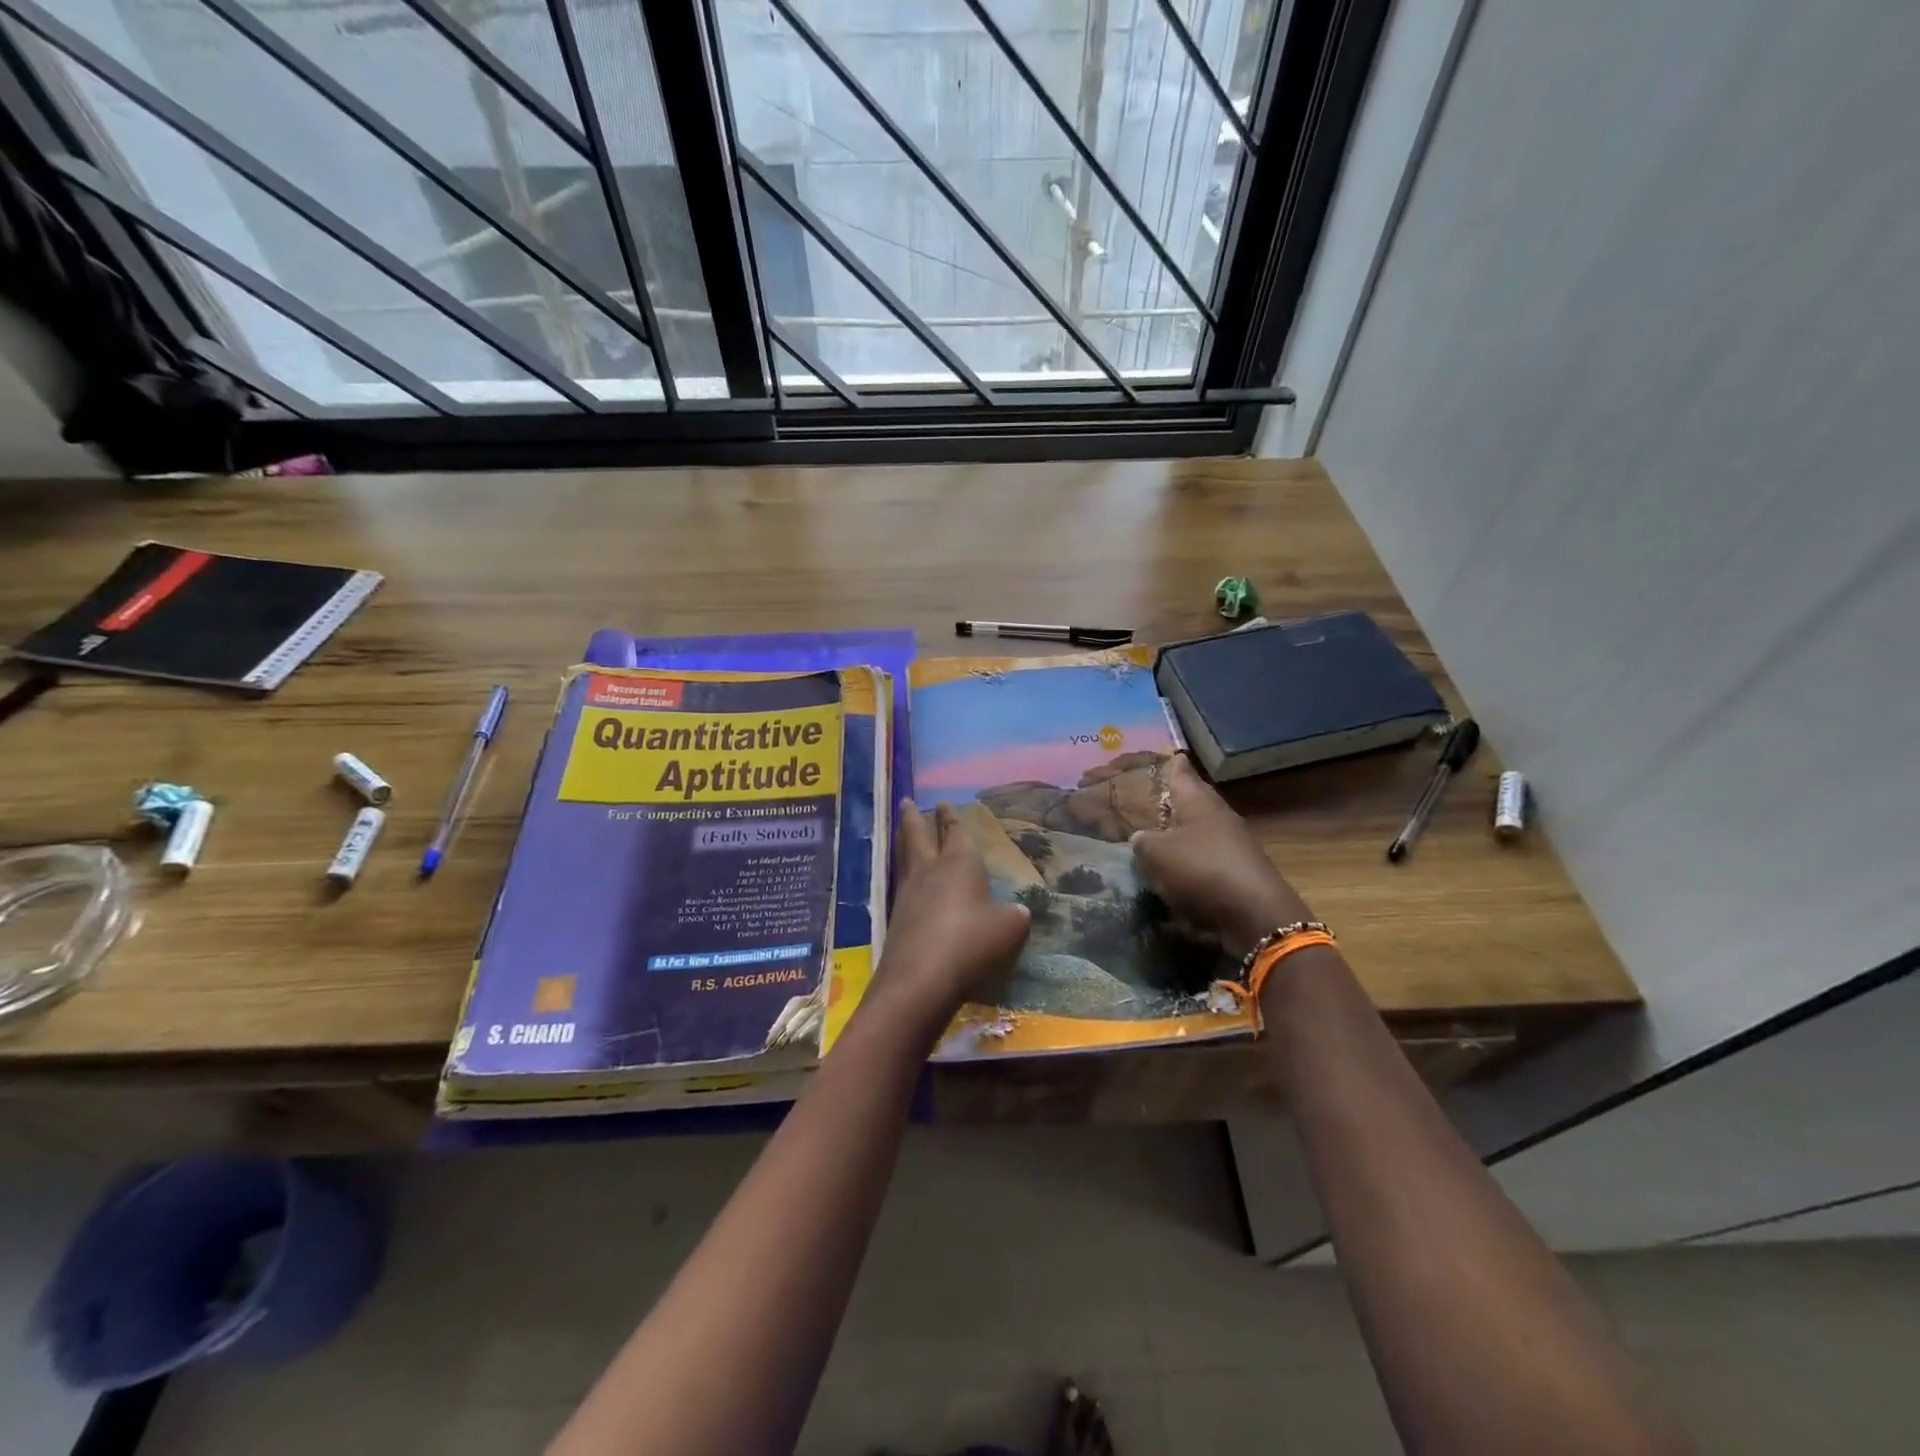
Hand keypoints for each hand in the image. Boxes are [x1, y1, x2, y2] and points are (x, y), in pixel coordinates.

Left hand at [873, 800, 1030, 1025]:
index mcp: (959, 862)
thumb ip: (1015, 915)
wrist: (921, 979)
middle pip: (917, 835)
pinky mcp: (896, 918)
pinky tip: (907, 880)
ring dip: (903, 840)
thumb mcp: (1009, 928)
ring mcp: (908, 893)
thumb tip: (1017, 911)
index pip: (954, 832)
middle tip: (905, 801)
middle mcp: (930, 870)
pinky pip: (900, 883)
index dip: (950, 817)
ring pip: (904, 856)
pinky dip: (903, 873)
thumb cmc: (971, 942)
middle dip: (913, 817)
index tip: (943, 803)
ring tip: (902, 831)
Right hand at [1130, 755, 1315, 957]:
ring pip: (1198, 831)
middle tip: (1146, 800)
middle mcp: (1218, 815)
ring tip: (1153, 838)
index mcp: (1199, 800)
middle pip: (1192, 801)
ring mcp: (1231, 844)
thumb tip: (1140, 838)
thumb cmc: (1201, 870)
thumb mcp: (1157, 854)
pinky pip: (1204, 860)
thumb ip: (1142, 842)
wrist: (1255, 915)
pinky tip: (1172, 872)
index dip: (1171, 763)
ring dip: (1179, 835)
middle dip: (1171, 801)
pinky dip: (1188, 863)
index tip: (1163, 755)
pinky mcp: (1236, 871)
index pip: (1182, 771)